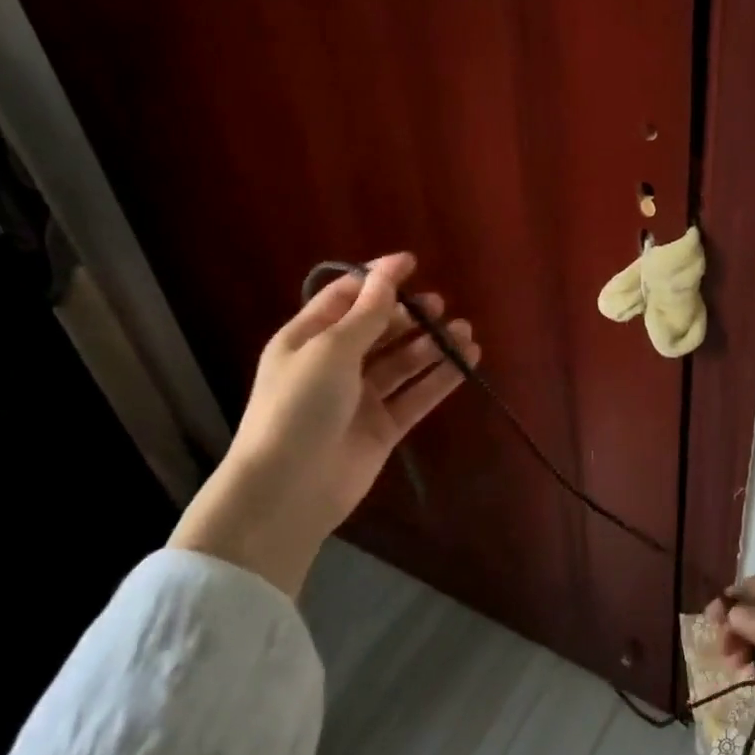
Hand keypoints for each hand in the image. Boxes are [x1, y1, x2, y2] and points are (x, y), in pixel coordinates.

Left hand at [173, 252, 480, 596]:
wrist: (288, 490)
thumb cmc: (299, 407)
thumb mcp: (331, 350)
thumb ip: (367, 313)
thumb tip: (388, 270)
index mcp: (308, 339)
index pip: (345, 298)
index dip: (377, 279)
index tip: (412, 263)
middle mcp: (334, 365)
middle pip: (378, 329)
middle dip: (409, 315)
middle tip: (440, 306)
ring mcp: (359, 398)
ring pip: (403, 362)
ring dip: (432, 346)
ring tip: (465, 332)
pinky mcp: (382, 427)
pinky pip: (416, 395)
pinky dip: (440, 378)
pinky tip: (467, 361)